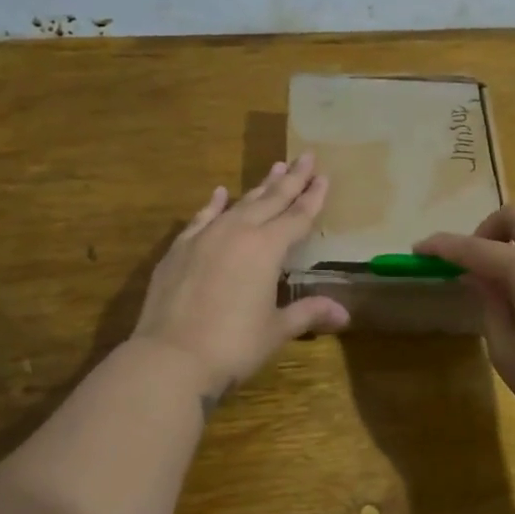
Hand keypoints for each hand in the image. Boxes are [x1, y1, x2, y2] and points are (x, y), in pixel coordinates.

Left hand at [131, 153, 349, 401]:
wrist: (170, 357)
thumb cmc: (233, 345)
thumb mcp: (276, 330)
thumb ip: (308, 314)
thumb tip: (344, 315)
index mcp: (267, 248)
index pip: (297, 217)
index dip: (313, 198)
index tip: (324, 176)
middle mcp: (238, 232)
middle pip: (271, 200)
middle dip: (291, 179)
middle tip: (306, 157)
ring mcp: (205, 237)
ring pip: (239, 204)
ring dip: (259, 187)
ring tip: (275, 167)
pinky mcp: (180, 249)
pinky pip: (203, 217)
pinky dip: (214, 204)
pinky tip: (221, 193)